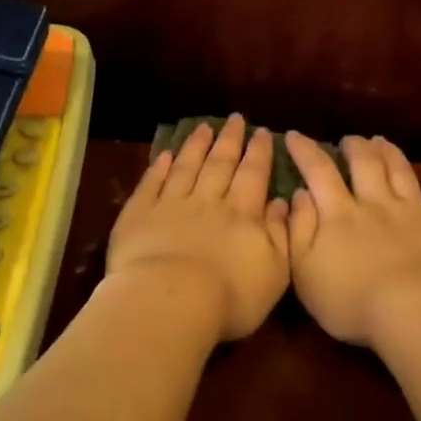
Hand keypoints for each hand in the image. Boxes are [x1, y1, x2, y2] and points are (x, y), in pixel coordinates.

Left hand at [107, 115, 291, 340]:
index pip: (254, 175)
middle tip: (236, 119)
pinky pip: (151, 184)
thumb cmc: (229, 296)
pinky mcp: (139, 215)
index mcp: (242, 215)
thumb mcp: (274, 272)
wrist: (170, 302)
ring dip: (196, 146)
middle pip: (221, 164)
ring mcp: (171, 205)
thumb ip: (280, 235)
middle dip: (230, 140)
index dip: (259, 153)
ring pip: (186, 167)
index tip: (264, 133)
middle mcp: (208, 201)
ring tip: (204, 127)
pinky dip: (159, 167)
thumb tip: (281, 203)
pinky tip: (164, 154)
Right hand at [283, 132, 420, 348]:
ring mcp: (417, 216)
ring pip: (403, 175)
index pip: (319, 173)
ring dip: (393, 155)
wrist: (413, 314)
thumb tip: (298, 194)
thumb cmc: (350, 299)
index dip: (305, 151)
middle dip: (355, 147)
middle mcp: (378, 205)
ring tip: (383, 141)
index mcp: (340, 214)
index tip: (293, 135)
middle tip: (349, 139)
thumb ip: (299, 229)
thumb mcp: (304, 270)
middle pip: (365, 165)